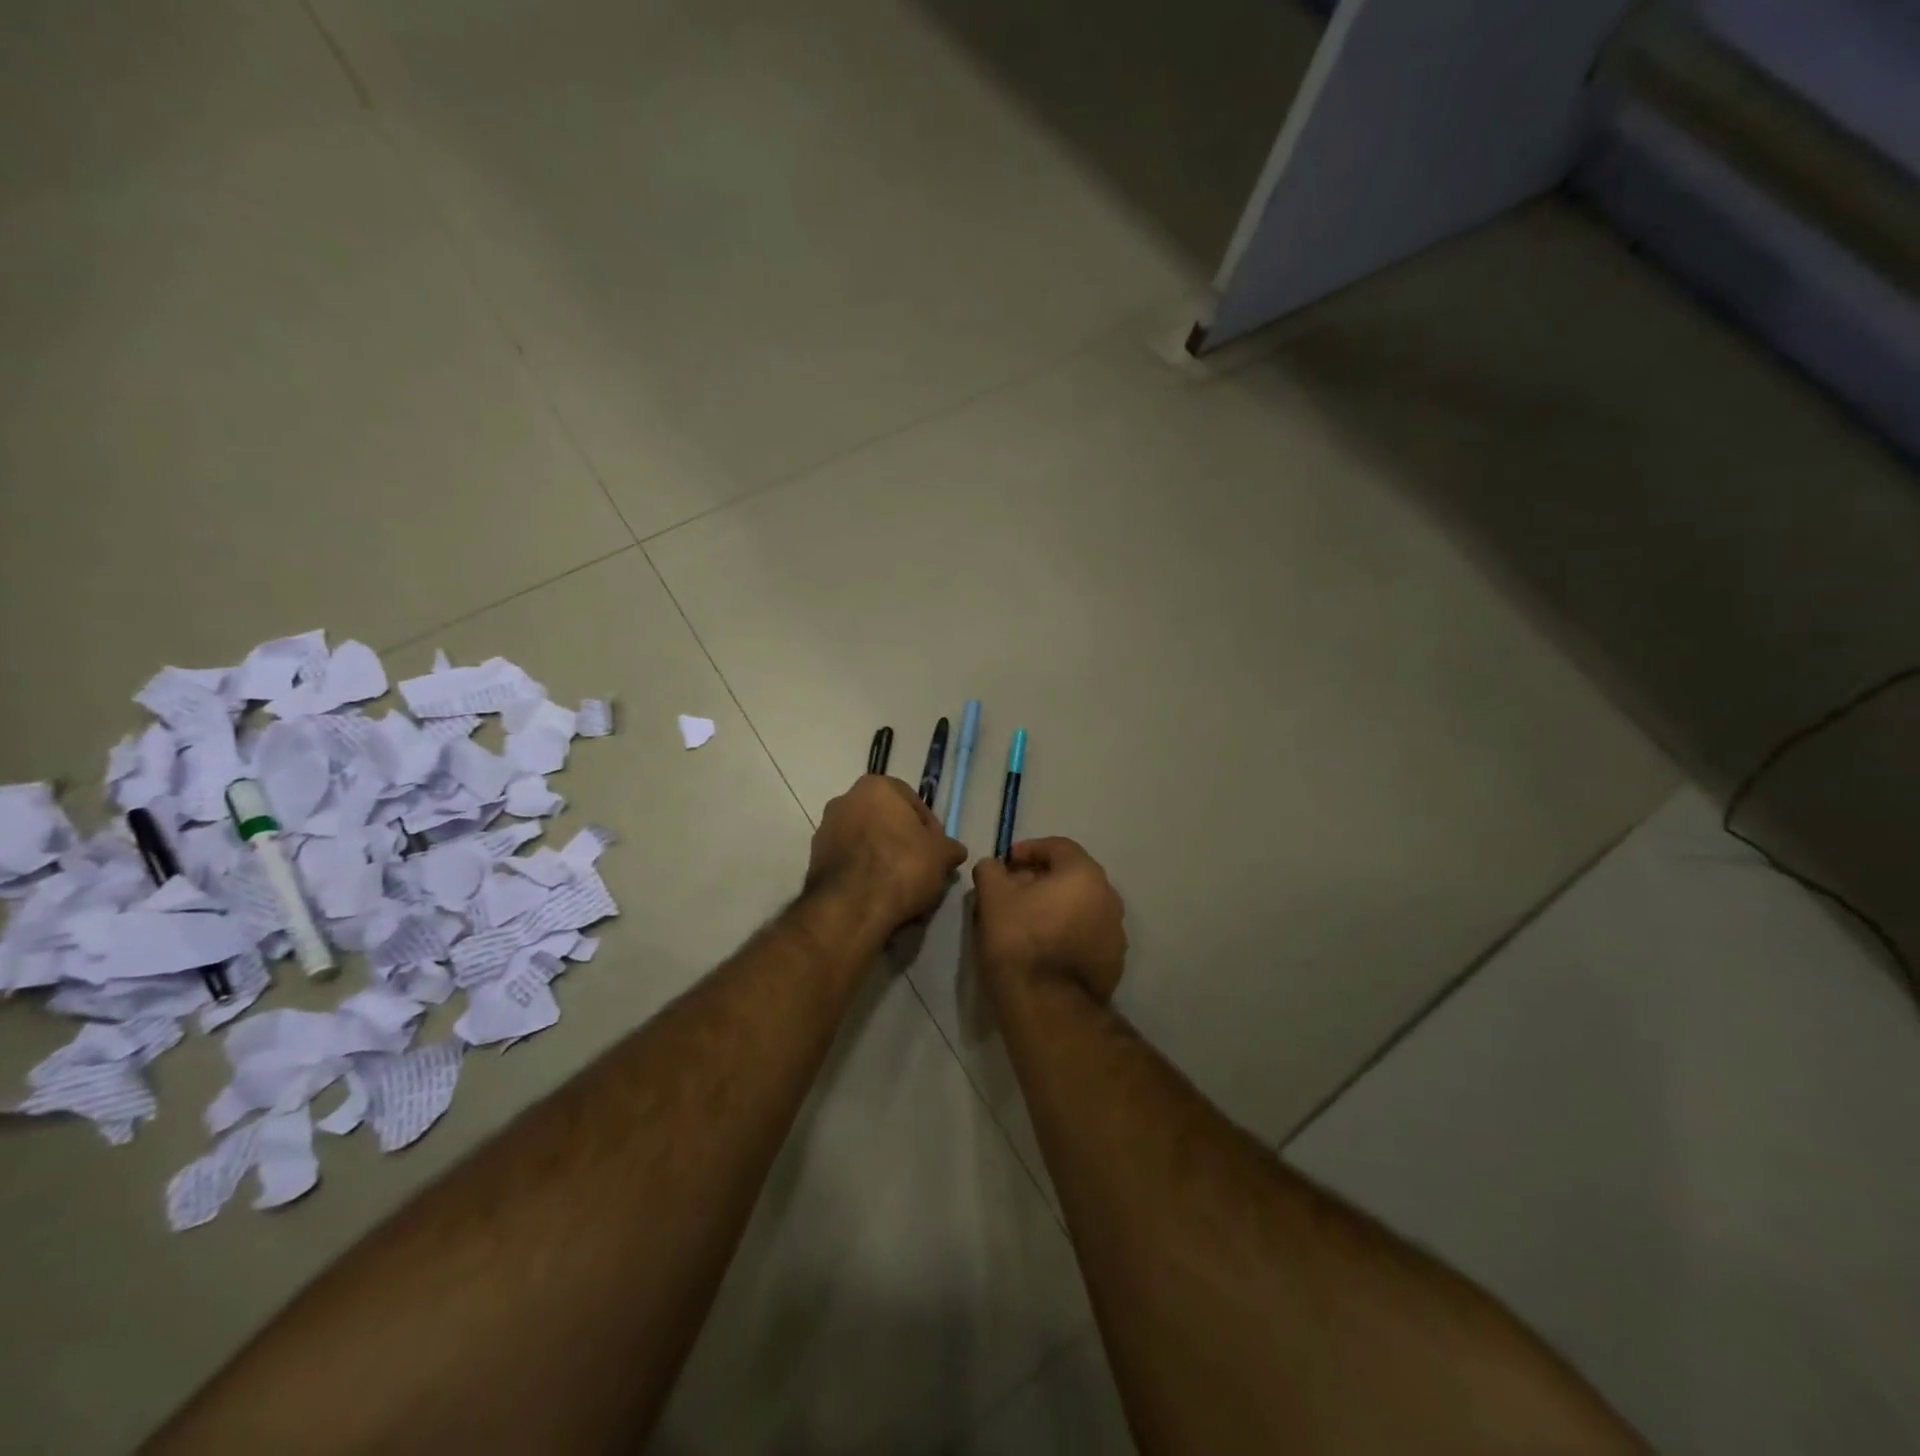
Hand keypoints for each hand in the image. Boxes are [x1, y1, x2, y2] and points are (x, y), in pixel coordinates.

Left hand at [807, 775, 967, 933]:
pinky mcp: (814, 859)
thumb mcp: (941, 856)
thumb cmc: (901, 866)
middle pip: (886, 820)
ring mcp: (825, 829)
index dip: (930, 829)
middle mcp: (845, 799)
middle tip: (921, 868)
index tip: (938, 852)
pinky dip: (863, 873)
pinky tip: (878, 894)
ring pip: (866, 841)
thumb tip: (954, 851)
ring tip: (901, 886)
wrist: (851, 907)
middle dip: (903, 842)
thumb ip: (949, 848)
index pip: (913, 803)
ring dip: (882, 858)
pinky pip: (849, 861)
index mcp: (876, 787)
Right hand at [971, 838, 1126, 1001]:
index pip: (1058, 846)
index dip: (1028, 850)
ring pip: (1081, 907)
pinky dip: (1067, 933)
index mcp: (1084, 874)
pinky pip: (1087, 935)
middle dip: (1041, 880)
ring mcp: (1116, 932)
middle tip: (1013, 892)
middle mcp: (1109, 897)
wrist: (1048, 1005)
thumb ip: (991, 870)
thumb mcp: (993, 896)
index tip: (1006, 864)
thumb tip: (994, 867)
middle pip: (1071, 877)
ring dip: (1056, 907)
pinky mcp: (1114, 963)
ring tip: (1026, 922)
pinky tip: (1044, 949)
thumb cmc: (1019, 940)